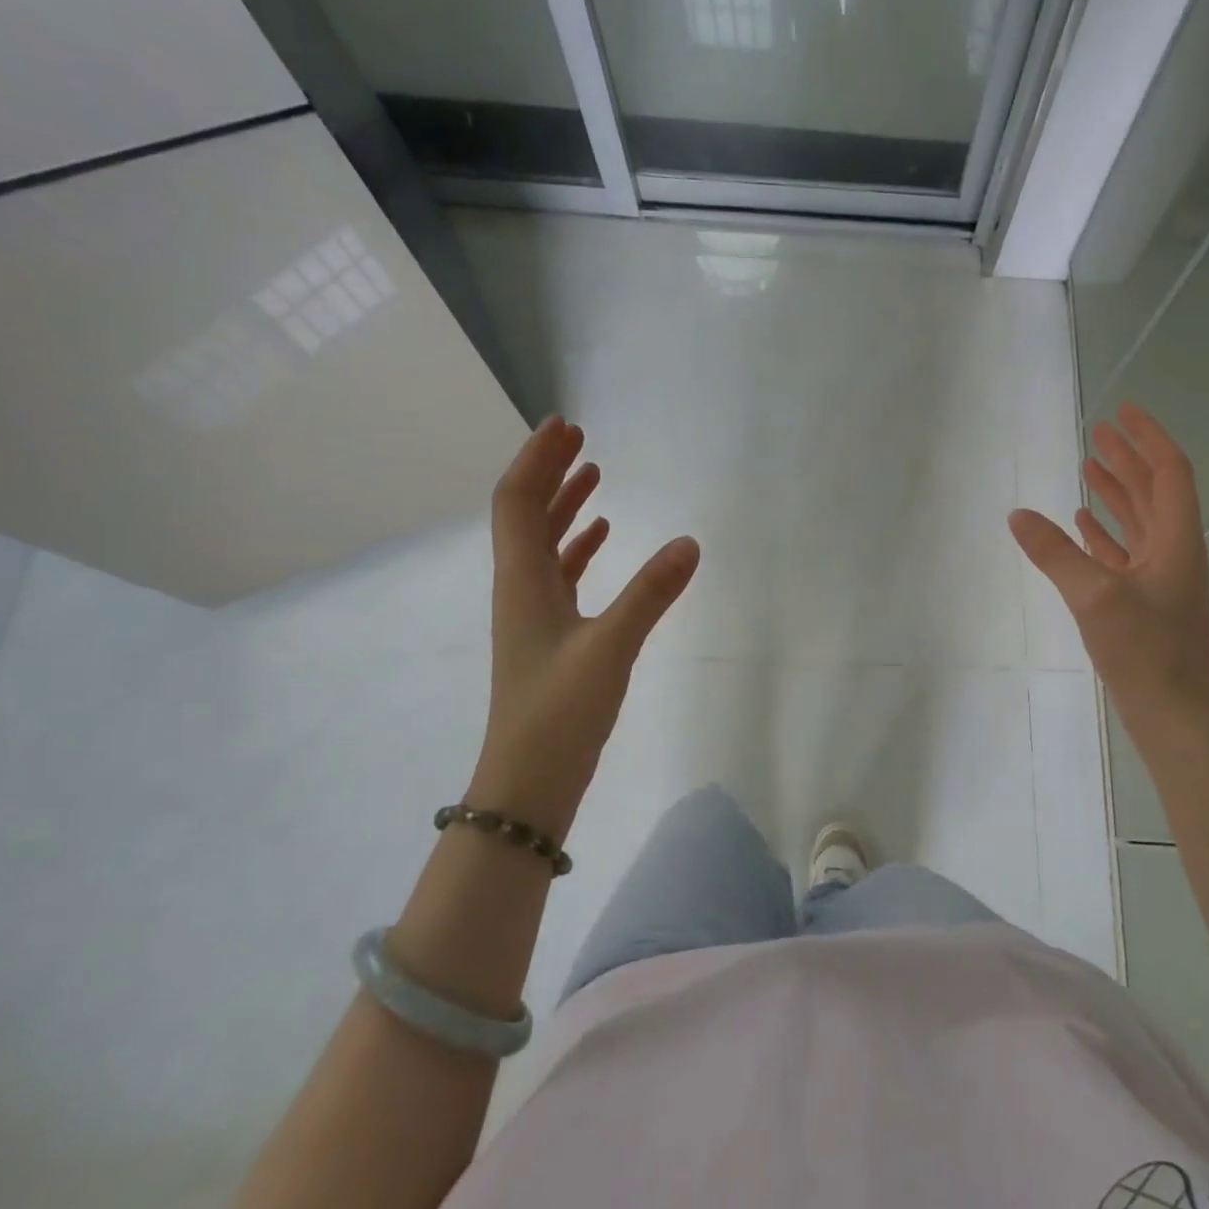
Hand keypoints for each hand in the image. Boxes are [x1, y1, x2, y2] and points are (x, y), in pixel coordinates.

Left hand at [469, 416, 699, 839]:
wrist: (529, 783)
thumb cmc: (559, 713)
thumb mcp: (610, 648)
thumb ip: (651, 593)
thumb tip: (691, 542)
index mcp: (521, 581)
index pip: (517, 501)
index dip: (536, 459)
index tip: (565, 426)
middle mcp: (520, 588)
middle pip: (526, 514)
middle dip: (550, 472)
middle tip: (579, 439)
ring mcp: (533, 613)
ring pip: (543, 543)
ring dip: (564, 505)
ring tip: (594, 477)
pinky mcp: (551, 635)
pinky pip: (561, 574)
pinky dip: (578, 546)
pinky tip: (603, 538)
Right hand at [1009, 403, 1208, 726]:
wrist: (1174, 714)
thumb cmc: (1146, 651)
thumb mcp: (1095, 596)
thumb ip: (1056, 553)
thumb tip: (1018, 515)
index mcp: (1176, 539)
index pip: (1169, 471)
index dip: (1148, 437)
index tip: (1122, 412)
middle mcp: (1173, 551)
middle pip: (1153, 490)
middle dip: (1127, 458)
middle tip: (1097, 432)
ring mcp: (1160, 578)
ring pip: (1139, 520)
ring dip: (1116, 491)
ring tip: (1088, 466)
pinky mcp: (1144, 601)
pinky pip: (1124, 552)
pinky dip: (1105, 532)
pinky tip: (1083, 524)